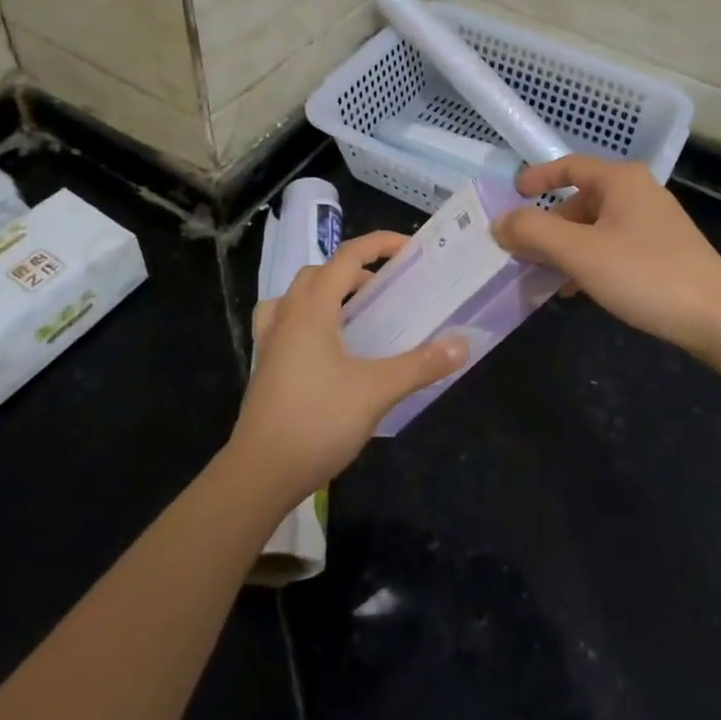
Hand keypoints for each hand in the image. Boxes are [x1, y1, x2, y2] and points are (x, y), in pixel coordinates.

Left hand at [231, 230, 466, 502]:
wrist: (259, 475)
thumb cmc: (317, 422)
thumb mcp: (377, 391)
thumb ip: (420, 365)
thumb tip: (461, 344)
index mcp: (312, 308)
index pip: (347, 257)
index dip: (378, 244)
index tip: (408, 248)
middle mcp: (287, 315)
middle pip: (320, 273)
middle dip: (355, 271)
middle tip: (385, 289)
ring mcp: (271, 341)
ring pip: (297, 296)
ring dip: (327, 292)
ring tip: (354, 313)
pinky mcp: (265, 367)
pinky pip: (284, 322)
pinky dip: (307, 318)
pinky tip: (325, 346)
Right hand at [493, 156, 720, 363]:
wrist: (720, 319)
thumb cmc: (645, 274)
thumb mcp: (580, 253)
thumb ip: (534, 232)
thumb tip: (499, 222)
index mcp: (620, 180)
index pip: (569, 166)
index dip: (537, 178)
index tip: (512, 195)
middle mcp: (638, 193)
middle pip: (580, 200)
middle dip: (549, 225)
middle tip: (522, 250)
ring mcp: (654, 223)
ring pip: (596, 227)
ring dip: (566, 248)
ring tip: (543, 276)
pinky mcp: (664, 252)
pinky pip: (613, 247)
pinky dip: (590, 261)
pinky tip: (578, 291)